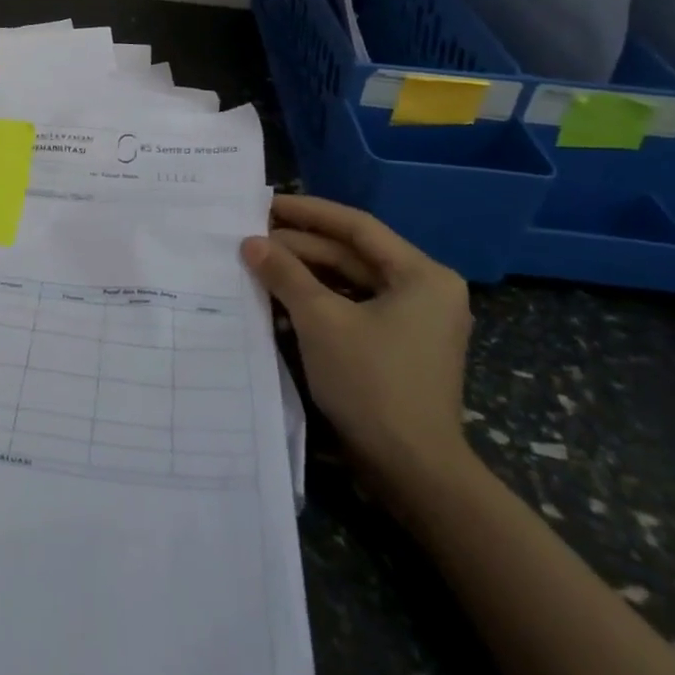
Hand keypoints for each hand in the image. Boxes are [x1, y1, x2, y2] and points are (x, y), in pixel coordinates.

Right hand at [242, 194, 472, 513]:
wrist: (413, 471)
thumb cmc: (371, 382)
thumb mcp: (320, 319)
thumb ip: (284, 273)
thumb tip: (250, 242)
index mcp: (421, 275)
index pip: (356, 227)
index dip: (308, 212)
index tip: (265, 204)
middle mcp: (424, 290)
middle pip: (352, 254)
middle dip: (300, 247)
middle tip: (251, 237)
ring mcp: (414, 321)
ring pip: (350, 282)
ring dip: (305, 274)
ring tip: (258, 264)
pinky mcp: (399, 347)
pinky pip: (354, 308)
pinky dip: (318, 301)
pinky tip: (279, 299)